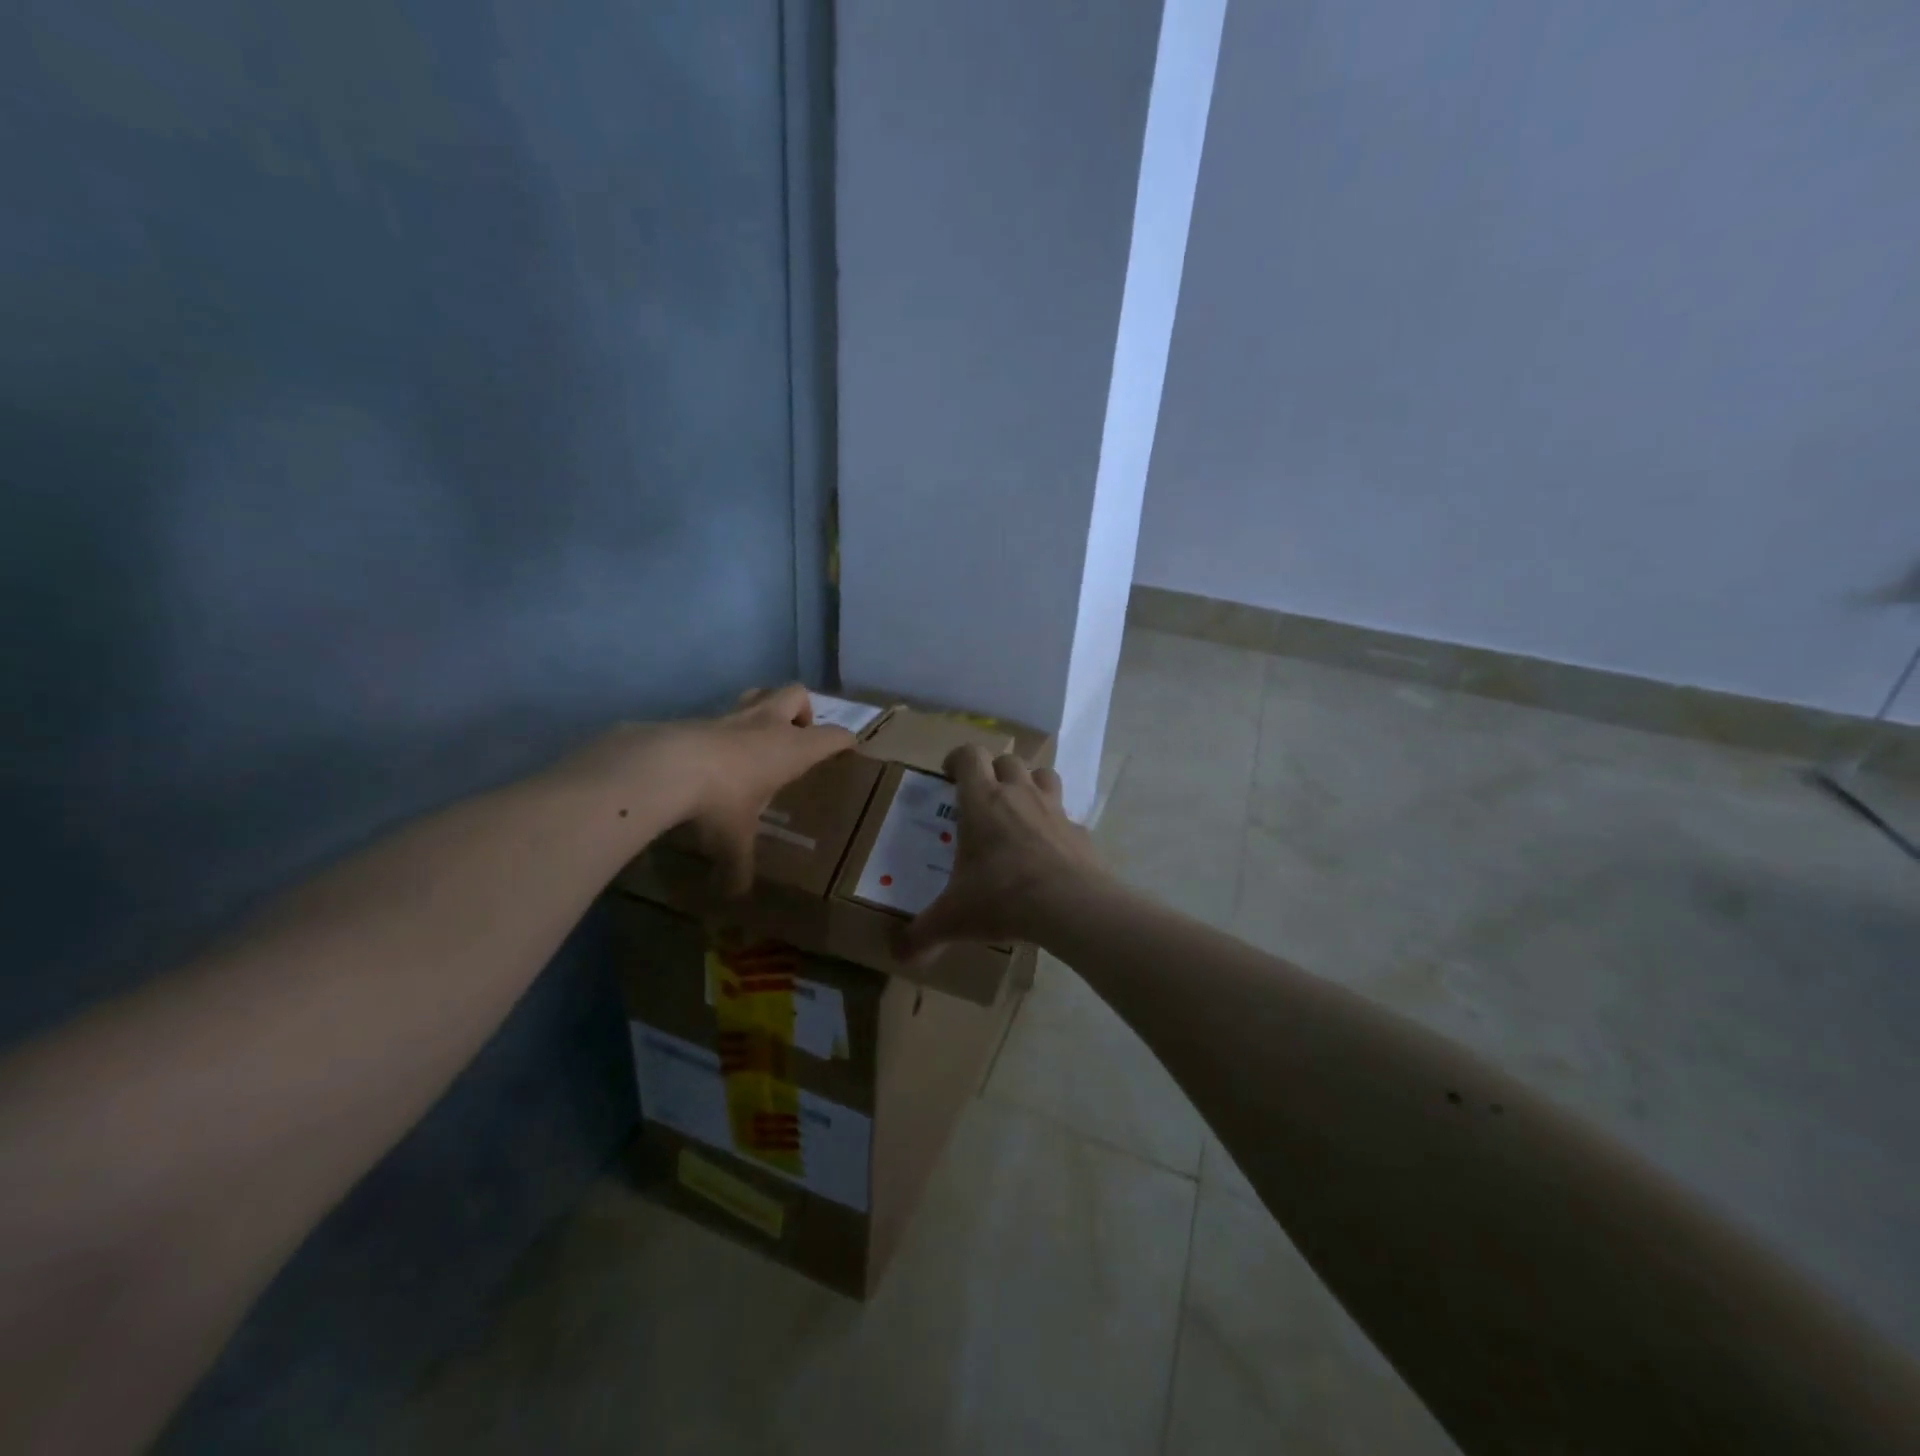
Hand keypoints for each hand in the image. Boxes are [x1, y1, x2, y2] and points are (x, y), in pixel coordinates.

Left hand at [578, 684, 854, 892]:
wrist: (663, 766)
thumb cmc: (720, 800)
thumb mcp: (734, 841)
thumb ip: (739, 865)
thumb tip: (736, 895)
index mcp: (792, 749)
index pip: (833, 736)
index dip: (844, 741)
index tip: (848, 749)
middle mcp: (767, 724)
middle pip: (797, 694)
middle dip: (802, 711)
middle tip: (796, 738)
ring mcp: (731, 716)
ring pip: (759, 693)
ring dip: (765, 708)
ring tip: (758, 738)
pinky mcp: (698, 717)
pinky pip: (722, 714)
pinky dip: (725, 728)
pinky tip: (714, 754)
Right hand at [899, 744, 1105, 960]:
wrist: (1070, 905)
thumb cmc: (1002, 897)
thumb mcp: (953, 919)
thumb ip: (922, 934)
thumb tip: (898, 956)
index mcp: (982, 801)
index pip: (969, 755)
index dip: (957, 758)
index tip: (949, 774)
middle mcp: (1019, 794)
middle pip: (1008, 759)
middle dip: (994, 770)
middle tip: (983, 796)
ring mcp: (1054, 809)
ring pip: (1044, 775)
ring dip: (1031, 783)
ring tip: (1020, 808)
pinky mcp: (1080, 831)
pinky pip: (1067, 816)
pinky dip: (1056, 825)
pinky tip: (1049, 850)